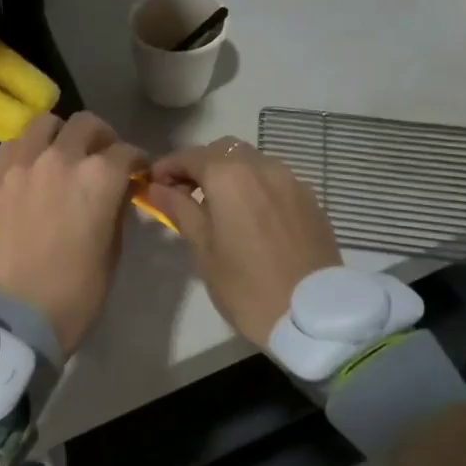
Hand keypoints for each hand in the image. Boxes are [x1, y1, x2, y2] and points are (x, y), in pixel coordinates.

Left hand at [0, 112, 146, 353]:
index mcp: (100, 177)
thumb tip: (118, 189)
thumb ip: (116, 208)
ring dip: (61, 134)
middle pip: (87, 124)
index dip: (137, 162)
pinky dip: (28, 149)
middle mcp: (62, 158)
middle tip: (102, 157)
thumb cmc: (77, 291)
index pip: (127, 152)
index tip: (137, 173)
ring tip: (62, 154)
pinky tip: (32, 168)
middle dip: (102, 138)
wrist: (19, 314)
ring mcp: (23, 164)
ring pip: (45, 123)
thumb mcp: (113, 250)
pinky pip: (13, 145)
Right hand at [144, 136, 340, 347]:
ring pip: (251, 161)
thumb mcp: (203, 248)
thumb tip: (157, 187)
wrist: (312, 315)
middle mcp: (262, 166)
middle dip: (200, 165)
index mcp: (229, 175)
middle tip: (184, 194)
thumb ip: (179, 209)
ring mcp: (291, 180)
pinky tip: (250, 215)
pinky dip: (255, 186)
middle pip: (222, 150)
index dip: (167, 167)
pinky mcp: (310, 198)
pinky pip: (274, 179)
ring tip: (218, 205)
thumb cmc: (246, 285)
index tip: (153, 185)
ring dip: (229, 173)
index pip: (189, 156)